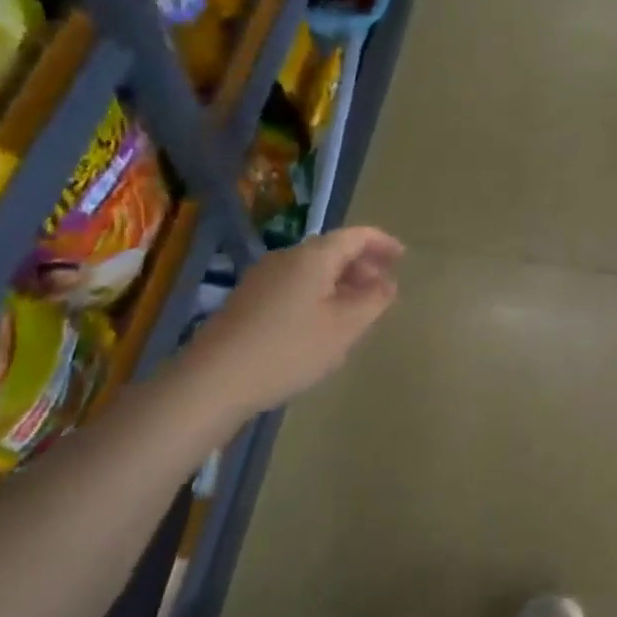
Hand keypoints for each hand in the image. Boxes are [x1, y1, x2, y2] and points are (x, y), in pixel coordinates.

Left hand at [172, 227, 402, 422]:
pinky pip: (294, 284)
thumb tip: (387, 283)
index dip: (382, 243)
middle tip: (383, 287)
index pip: (356, 236)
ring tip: (357, 309)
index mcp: (314, 256)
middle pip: (333, 250)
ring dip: (340, 281)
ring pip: (313, 269)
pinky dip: (318, 293)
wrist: (213, 380)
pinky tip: (321, 323)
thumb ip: (374, 300)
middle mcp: (287, 257)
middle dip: (362, 264)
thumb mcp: (346, 327)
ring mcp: (263, 277)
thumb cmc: (290, 349)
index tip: (402, 258)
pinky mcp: (247, 300)